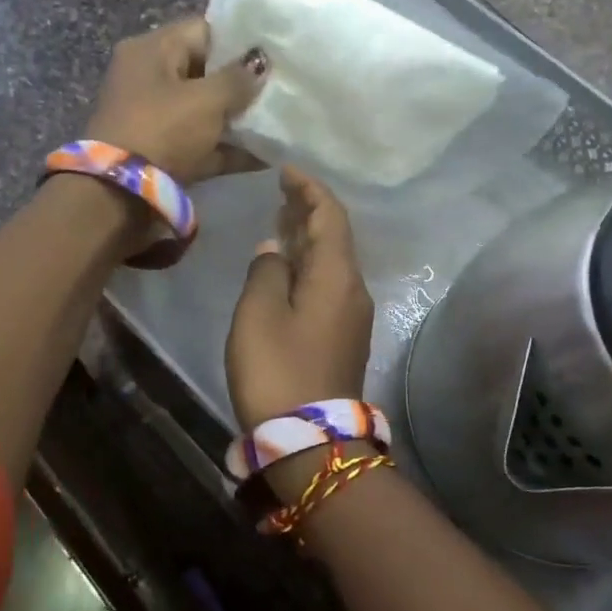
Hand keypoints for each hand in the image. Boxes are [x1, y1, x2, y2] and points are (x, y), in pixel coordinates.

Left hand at [86, 18, 266, 184]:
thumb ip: (238, 78)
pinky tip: (267, 155)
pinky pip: (202, 143)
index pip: (202, 30)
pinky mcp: (162, 151)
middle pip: (205, 71)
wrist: (120, 193)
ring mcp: (154, 117)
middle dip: (242, 82)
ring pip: (205, 110)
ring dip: (238, 118)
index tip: (273, 54)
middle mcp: (149, 77)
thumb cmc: (163, 130)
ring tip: (279, 121)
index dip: (240, 40)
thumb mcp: (206, 100)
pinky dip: (229, 148)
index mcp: (151, 49)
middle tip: (280, 88)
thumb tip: (260, 62)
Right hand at [226, 169, 374, 433]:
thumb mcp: (259, 314)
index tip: (286, 170)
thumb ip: (266, 271)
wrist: (310, 440)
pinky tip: (287, 265)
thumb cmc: (277, 370)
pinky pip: (329, 283)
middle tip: (281, 190)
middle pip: (336, 236)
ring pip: (332, 260)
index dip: (310, 189)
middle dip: (310, 209)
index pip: (330, 216)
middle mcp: (353, 289)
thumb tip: (276, 248)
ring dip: (309, 237)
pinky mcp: (343, 336)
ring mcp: (352, 314)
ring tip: (281, 219)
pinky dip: (309, 263)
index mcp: (337, 275)